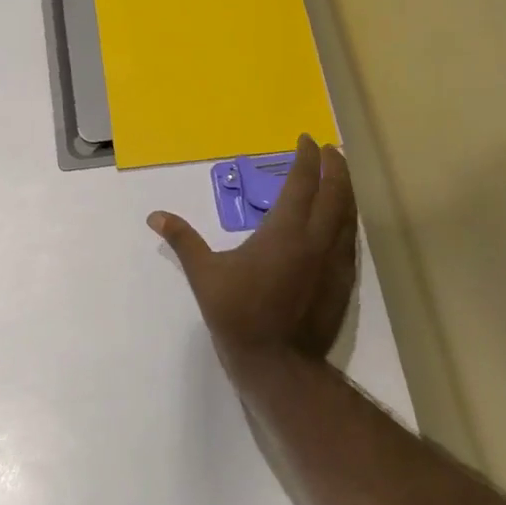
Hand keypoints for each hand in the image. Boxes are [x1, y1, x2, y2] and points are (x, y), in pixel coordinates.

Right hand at [149, 135, 356, 373]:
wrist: (278, 366)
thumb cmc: (238, 315)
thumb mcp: (205, 274)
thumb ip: (183, 241)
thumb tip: (154, 216)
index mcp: (286, 231)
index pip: (303, 182)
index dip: (306, 157)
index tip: (306, 139)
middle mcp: (316, 239)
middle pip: (335, 192)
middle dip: (334, 166)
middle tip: (329, 150)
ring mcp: (334, 262)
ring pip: (348, 215)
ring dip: (345, 190)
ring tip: (340, 175)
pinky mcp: (343, 283)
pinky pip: (350, 239)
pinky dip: (348, 219)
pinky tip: (343, 220)